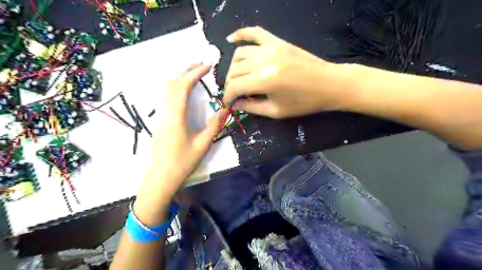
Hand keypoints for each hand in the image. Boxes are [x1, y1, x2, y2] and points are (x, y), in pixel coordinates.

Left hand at [142, 65, 227, 200]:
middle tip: (201, 63)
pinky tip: (182, 89)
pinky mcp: (159, 121)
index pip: (183, 87)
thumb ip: (214, 125)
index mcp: (176, 117)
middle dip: (186, 70)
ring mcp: (160, 116)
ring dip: (179, 77)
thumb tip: (225, 108)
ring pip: (166, 89)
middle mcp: (165, 112)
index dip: (195, 73)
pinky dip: (174, 86)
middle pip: (172, 84)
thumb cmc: (183, 163)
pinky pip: (165, 97)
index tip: (207, 66)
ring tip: (193, 72)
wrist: (161, 178)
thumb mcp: (203, 144)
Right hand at [224, 26, 348, 117]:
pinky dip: (241, 34)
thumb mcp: (276, 111)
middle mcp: (263, 60)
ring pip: (239, 54)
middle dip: (230, 85)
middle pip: (234, 71)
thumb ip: (252, 107)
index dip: (228, 97)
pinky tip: (231, 39)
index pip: (234, 87)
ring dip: (233, 68)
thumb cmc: (304, 102)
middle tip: (235, 95)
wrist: (329, 84)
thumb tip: (234, 105)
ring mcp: (271, 48)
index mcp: (264, 80)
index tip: (228, 104)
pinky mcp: (277, 42)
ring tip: (238, 79)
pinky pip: (255, 33)